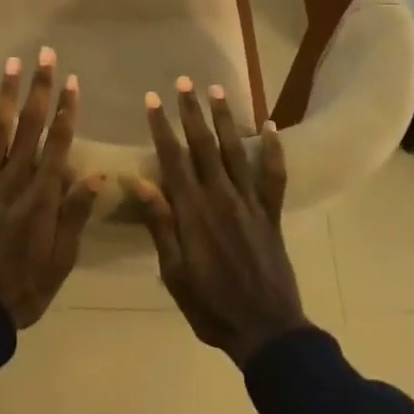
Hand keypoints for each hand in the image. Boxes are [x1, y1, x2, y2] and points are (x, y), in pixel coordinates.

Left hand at [0, 49, 101, 328]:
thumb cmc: (24, 288)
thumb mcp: (61, 260)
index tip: (73, 82)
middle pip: (30, 128)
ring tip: (12, 63)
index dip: (67, 111)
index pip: (58, 145)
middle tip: (46, 55)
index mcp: (41, 198)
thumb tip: (98, 175)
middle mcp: (13, 182)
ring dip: (6, 95)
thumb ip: (75, 215)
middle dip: (40, 89)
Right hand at [126, 79, 307, 365]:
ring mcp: (250, 203)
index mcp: (193, 212)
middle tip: (184, 82)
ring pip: (236, 151)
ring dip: (226, 119)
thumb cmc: (211, 306)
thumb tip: (139, 180)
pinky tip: (271, 125)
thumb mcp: (174, 272)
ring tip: (217, 90)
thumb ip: (160, 224)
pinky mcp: (271, 214)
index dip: (162, 126)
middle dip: (192, 112)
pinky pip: (274, 175)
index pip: (173, 159)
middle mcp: (221, 198)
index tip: (152, 99)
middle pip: (204, 146)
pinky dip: (274, 149)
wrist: (267, 331)